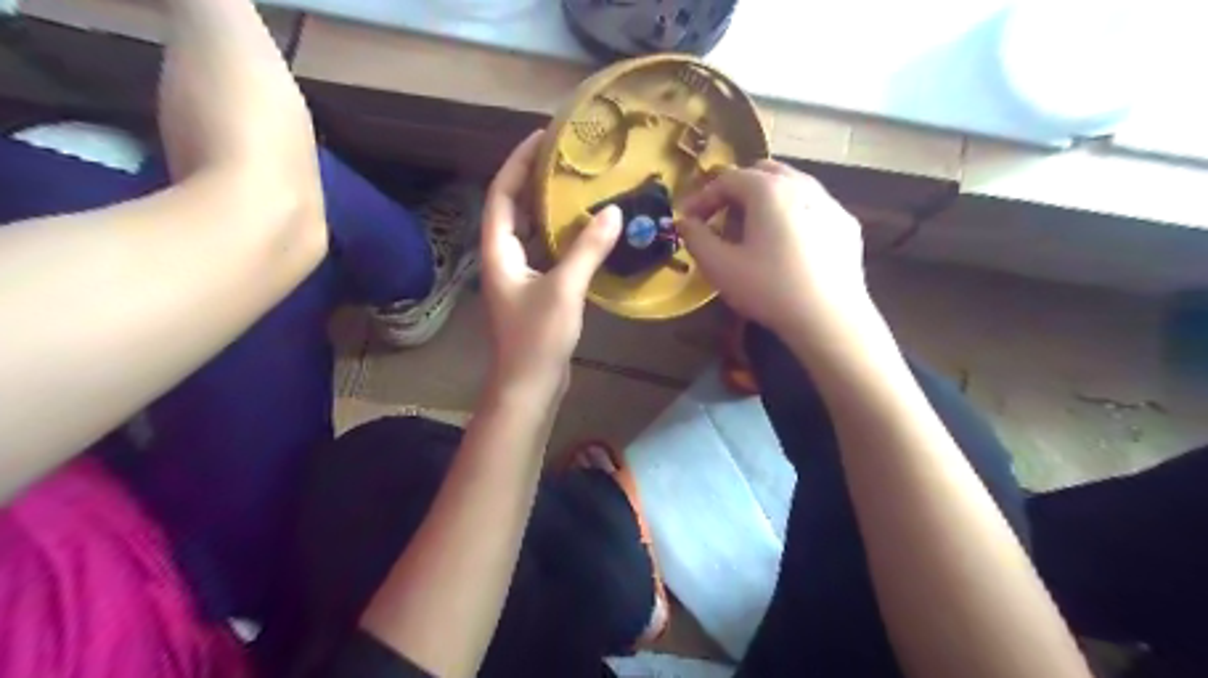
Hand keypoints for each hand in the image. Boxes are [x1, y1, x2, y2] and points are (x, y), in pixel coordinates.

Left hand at [482, 131, 622, 390]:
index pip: (502, 194)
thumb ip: (587, 249)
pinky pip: (547, 253)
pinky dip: (563, 238)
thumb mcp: (564, 289)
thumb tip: (613, 212)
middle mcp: (503, 258)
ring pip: (532, 232)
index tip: (541, 137)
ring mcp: (519, 276)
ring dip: (550, 210)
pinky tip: (587, 230)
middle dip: (534, 181)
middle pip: (514, 209)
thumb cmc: (537, 338)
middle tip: (565, 159)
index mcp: (498, 251)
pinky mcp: (535, 291)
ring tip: (578, 186)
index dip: (518, 163)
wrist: (529, 385)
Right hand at [677, 160, 867, 337]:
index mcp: (768, 189)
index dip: (702, 198)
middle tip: (722, 221)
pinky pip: (811, 207)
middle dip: (735, 192)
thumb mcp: (720, 266)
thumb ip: (696, 238)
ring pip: (789, 187)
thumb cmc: (768, 288)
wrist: (829, 318)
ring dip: (764, 201)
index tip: (688, 220)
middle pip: (761, 173)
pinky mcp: (846, 224)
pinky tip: (788, 246)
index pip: (726, 179)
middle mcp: (801, 184)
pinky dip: (791, 215)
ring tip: (754, 232)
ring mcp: (829, 202)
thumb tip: (686, 222)